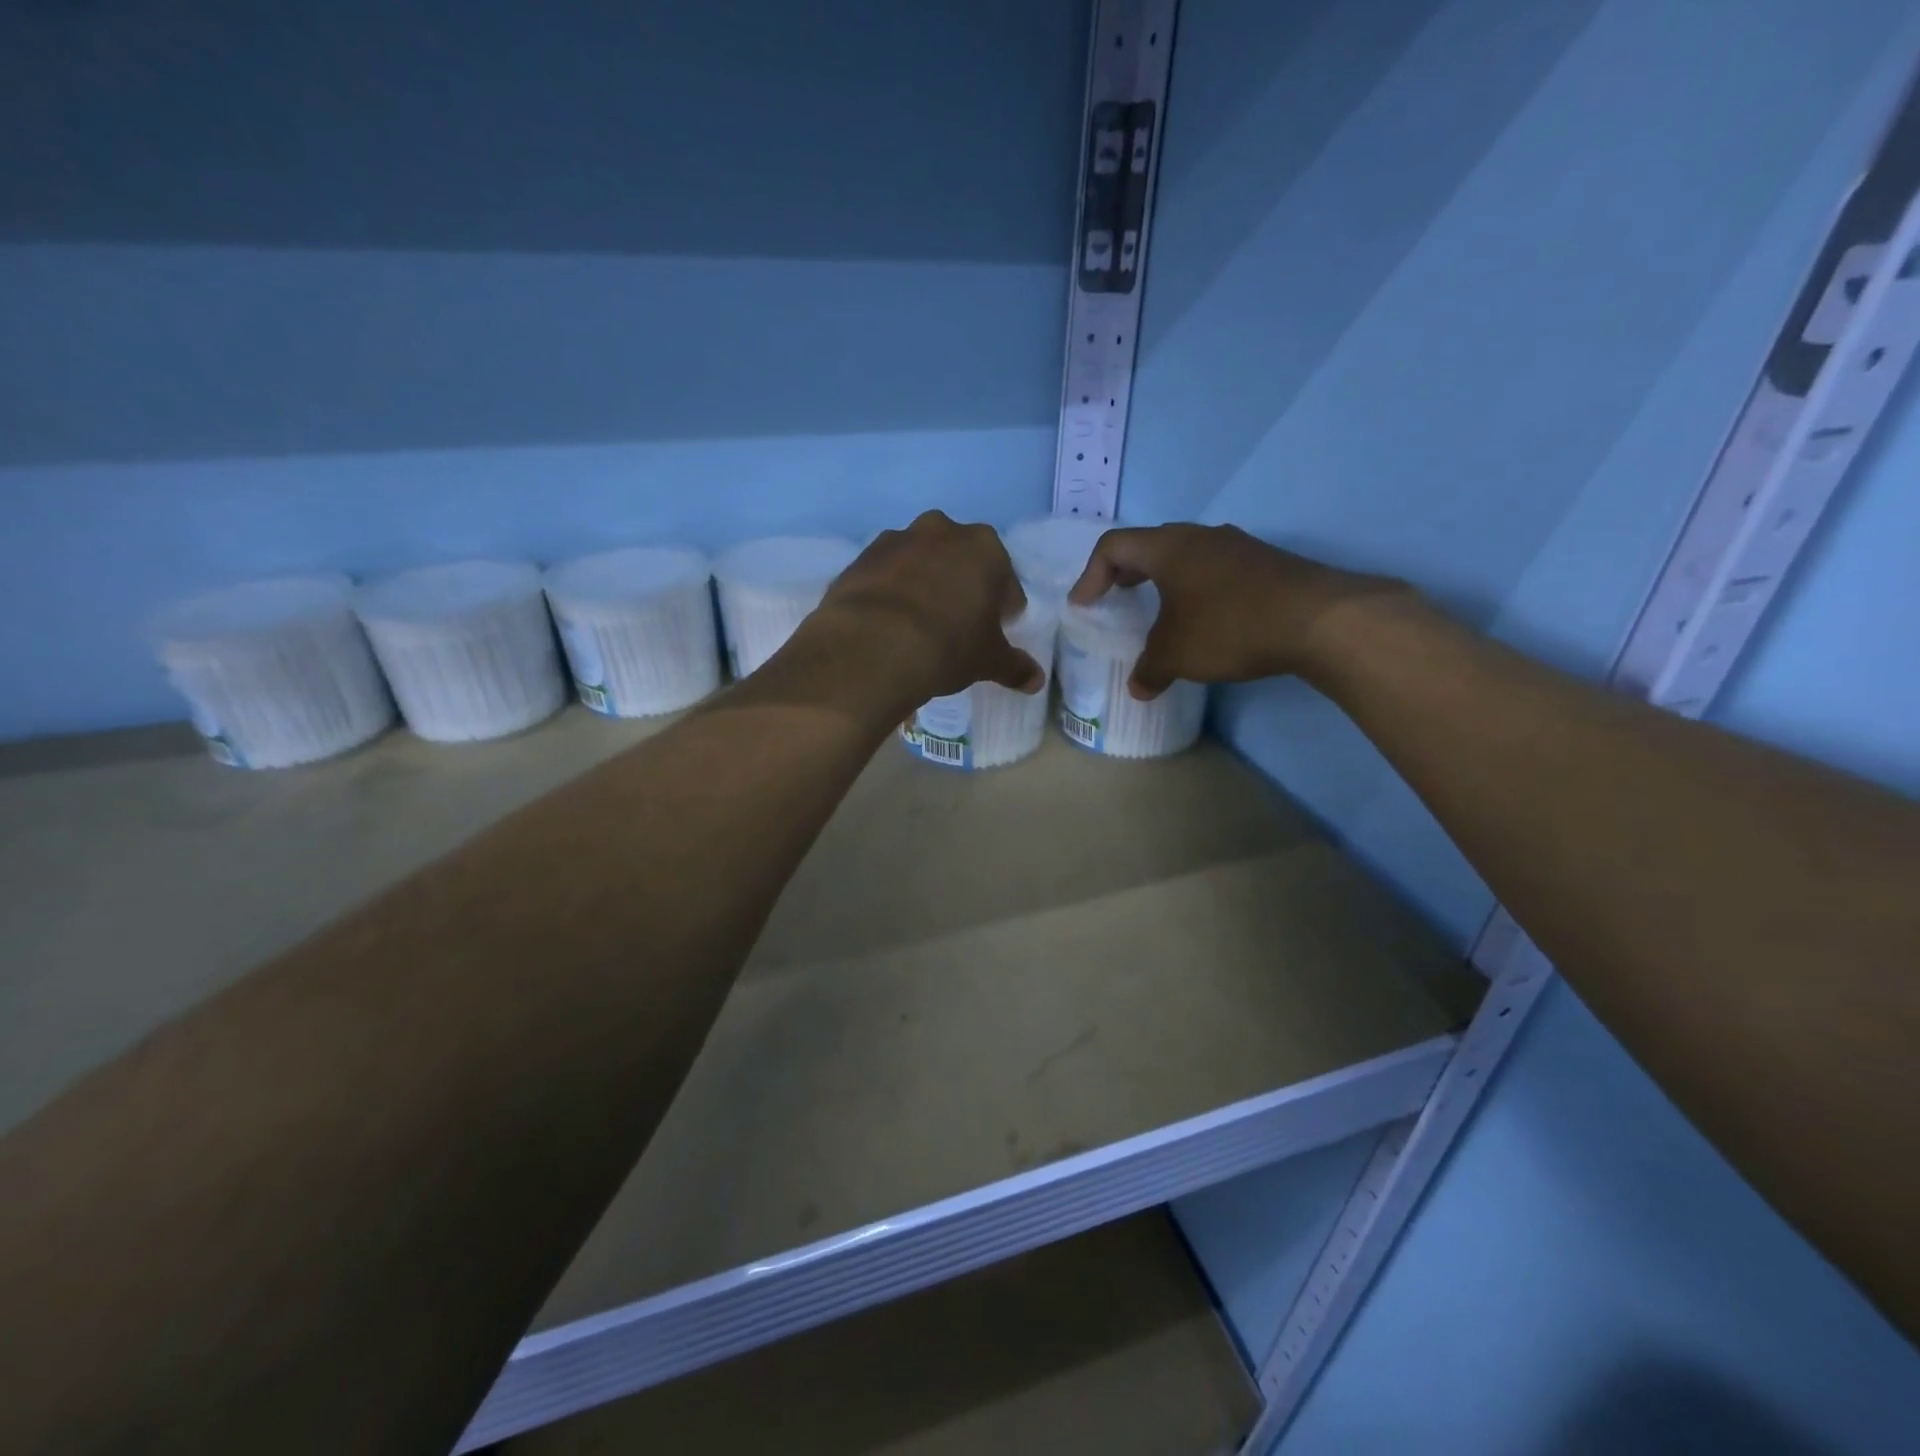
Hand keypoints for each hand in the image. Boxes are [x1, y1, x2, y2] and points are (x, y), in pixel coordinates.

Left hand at [817, 512, 1045, 704]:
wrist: (870, 647)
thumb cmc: (947, 646)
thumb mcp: (988, 660)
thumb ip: (1015, 666)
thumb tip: (1036, 680)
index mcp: (984, 547)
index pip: (1005, 579)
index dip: (1003, 608)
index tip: (994, 630)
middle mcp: (941, 530)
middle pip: (961, 560)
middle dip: (962, 586)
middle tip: (957, 625)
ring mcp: (896, 540)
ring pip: (920, 562)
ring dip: (924, 584)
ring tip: (917, 625)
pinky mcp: (861, 558)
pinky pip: (885, 575)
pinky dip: (890, 592)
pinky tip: (888, 624)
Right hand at [1068, 524, 1406, 698]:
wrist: (1320, 620)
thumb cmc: (1230, 627)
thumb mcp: (1177, 654)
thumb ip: (1149, 669)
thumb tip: (1138, 688)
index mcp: (1168, 548)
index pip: (1113, 547)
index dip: (1090, 575)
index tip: (1085, 606)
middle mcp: (1201, 537)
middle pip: (1150, 545)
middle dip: (1126, 573)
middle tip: (1115, 599)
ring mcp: (1238, 547)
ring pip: (1187, 556)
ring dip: (1165, 580)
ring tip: (1160, 611)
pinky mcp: (1266, 563)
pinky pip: (1216, 570)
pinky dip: (1198, 589)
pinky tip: (1206, 620)